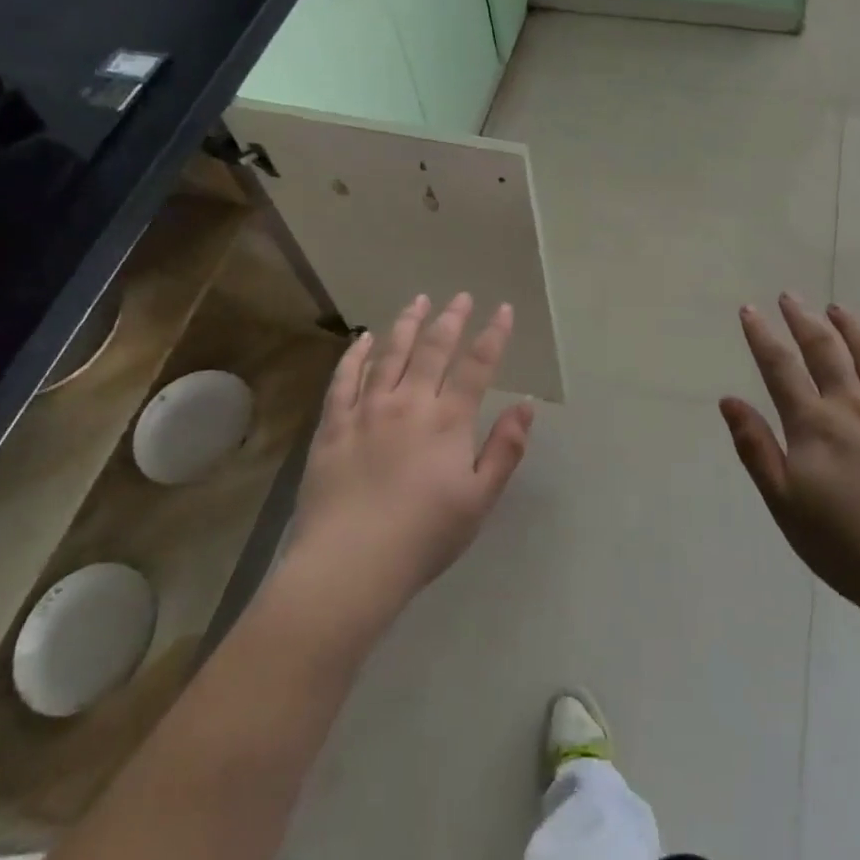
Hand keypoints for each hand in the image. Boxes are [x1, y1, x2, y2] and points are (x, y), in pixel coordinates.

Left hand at [291, 293, 534, 618]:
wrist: (350, 563)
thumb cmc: (423, 536)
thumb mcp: (479, 500)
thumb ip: (504, 449)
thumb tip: (526, 406)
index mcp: (448, 421)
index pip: (477, 366)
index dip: (493, 335)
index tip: (504, 310)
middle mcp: (409, 403)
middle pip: (433, 349)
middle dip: (451, 319)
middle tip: (460, 297)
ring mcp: (367, 410)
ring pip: (390, 354)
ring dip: (407, 324)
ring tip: (418, 301)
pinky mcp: (333, 424)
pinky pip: (344, 378)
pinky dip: (357, 354)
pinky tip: (365, 338)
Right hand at [720, 295, 859, 619]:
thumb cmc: (846, 546)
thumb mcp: (784, 504)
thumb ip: (756, 448)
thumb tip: (729, 400)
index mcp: (814, 425)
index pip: (781, 368)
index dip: (762, 336)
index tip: (750, 310)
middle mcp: (854, 406)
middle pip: (826, 350)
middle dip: (803, 319)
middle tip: (790, 296)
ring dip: (851, 326)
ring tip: (837, 309)